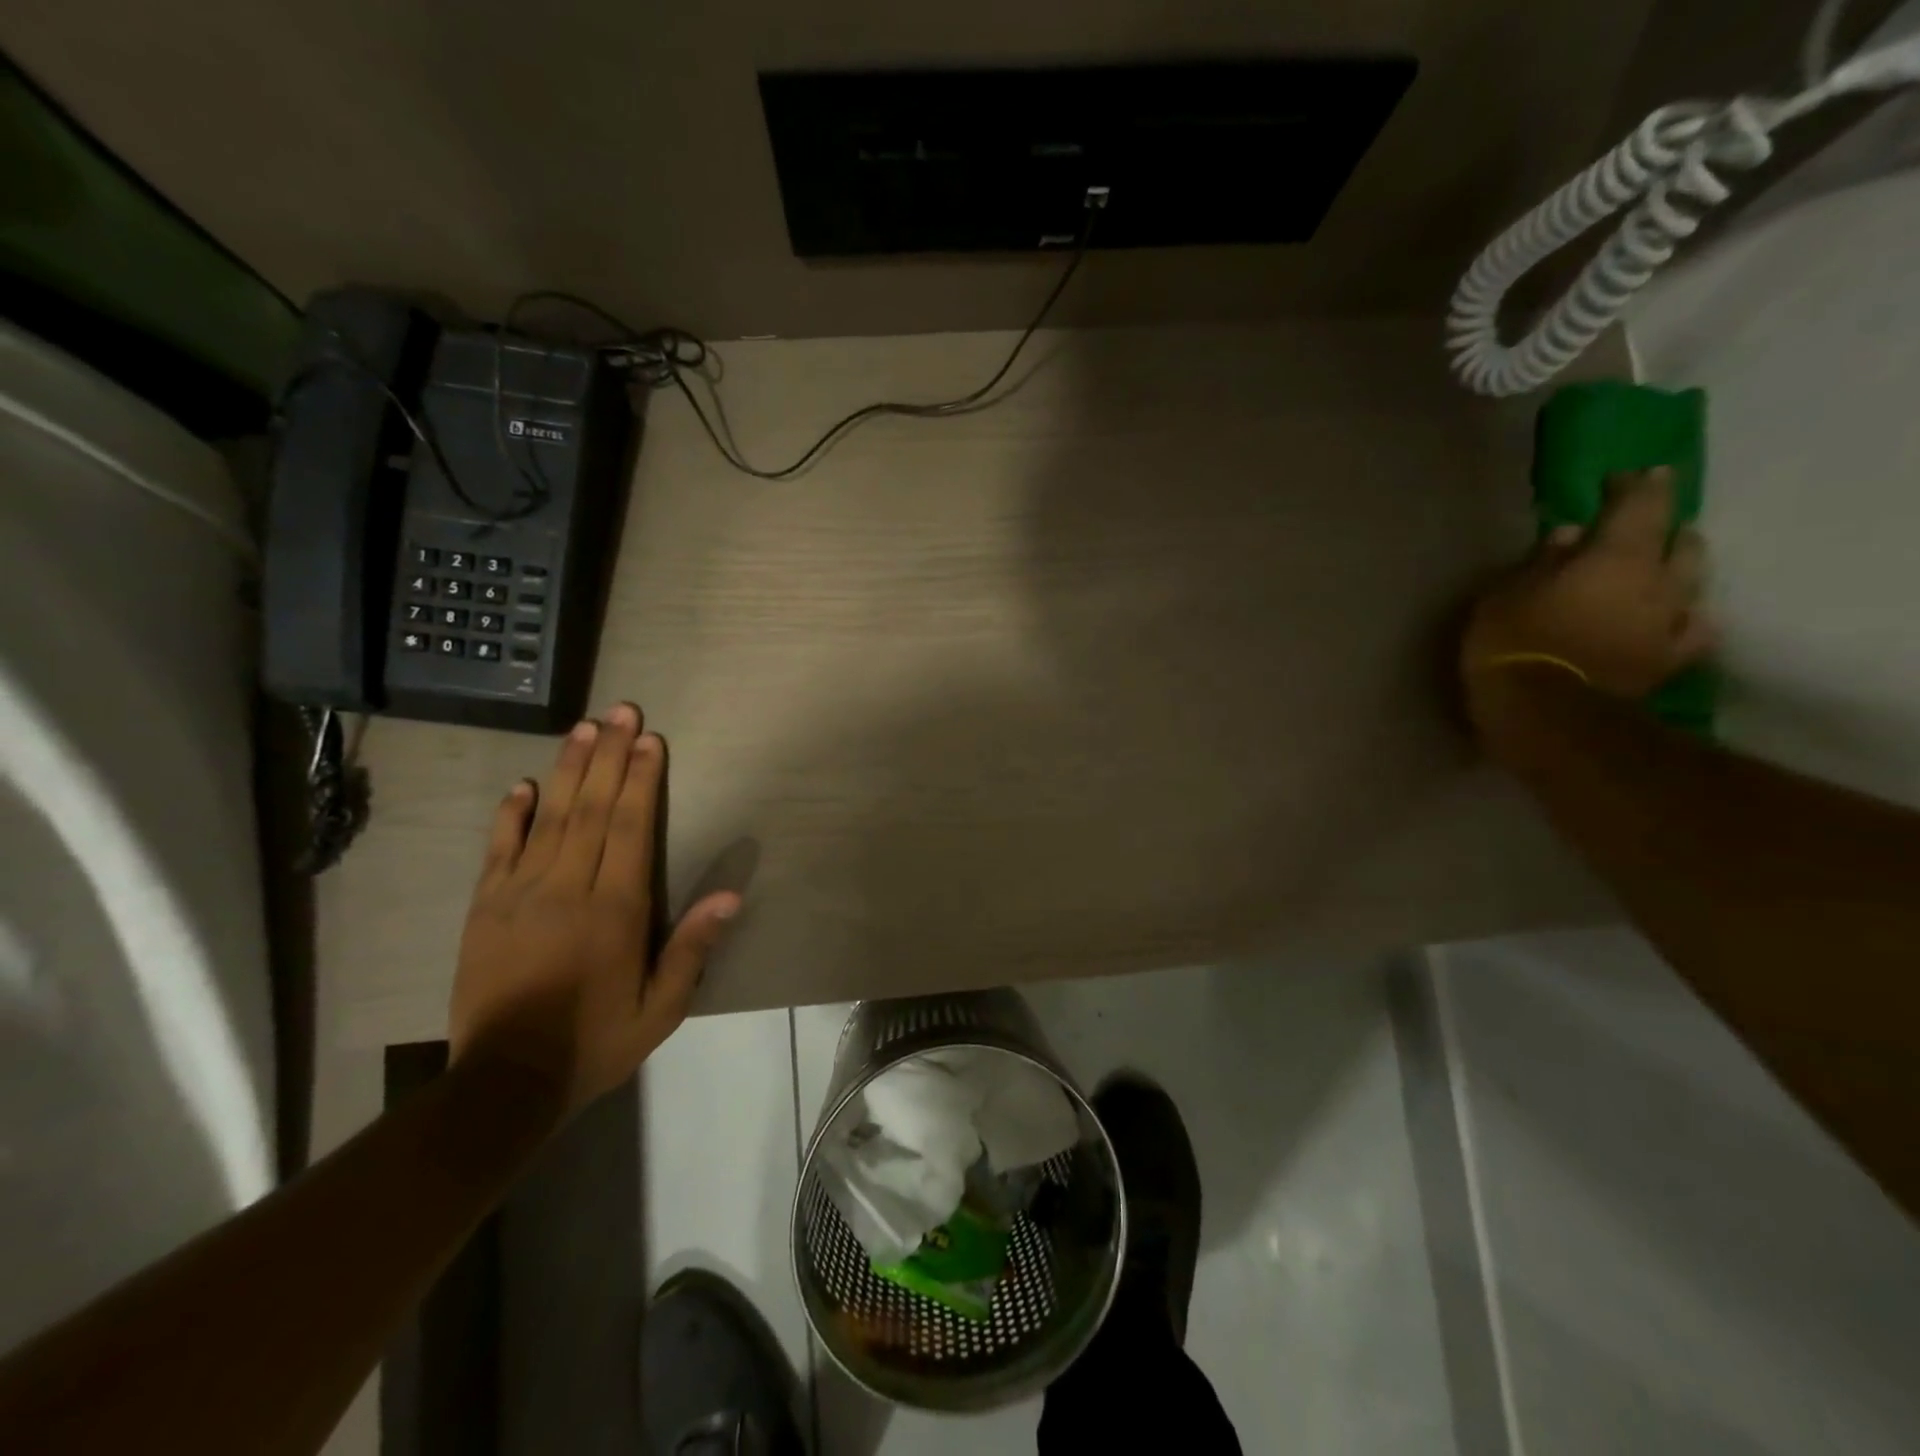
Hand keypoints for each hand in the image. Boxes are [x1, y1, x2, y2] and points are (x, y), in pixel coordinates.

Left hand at [448, 703, 739, 1118]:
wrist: (505, 1083)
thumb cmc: (595, 1042)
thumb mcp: (661, 1008)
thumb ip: (692, 948)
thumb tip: (731, 896)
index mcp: (614, 911)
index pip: (631, 829)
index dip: (642, 780)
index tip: (651, 741)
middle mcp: (568, 889)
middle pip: (592, 809)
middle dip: (610, 756)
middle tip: (621, 711)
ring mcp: (520, 894)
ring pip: (549, 817)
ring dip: (568, 769)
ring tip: (584, 728)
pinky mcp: (484, 908)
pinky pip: (499, 850)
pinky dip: (510, 814)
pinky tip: (523, 785)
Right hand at [1463, 468, 1713, 713]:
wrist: (1545, 713)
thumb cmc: (1513, 643)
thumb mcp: (1506, 595)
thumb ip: (1541, 562)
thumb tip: (1568, 534)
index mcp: (1615, 556)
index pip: (1639, 504)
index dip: (1635, 485)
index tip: (1622, 476)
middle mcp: (1657, 581)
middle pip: (1679, 540)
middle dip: (1666, 525)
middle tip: (1648, 522)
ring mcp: (1669, 621)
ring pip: (1692, 580)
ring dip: (1681, 565)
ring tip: (1668, 561)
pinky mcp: (1668, 659)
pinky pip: (1692, 629)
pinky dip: (1687, 617)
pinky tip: (1681, 617)